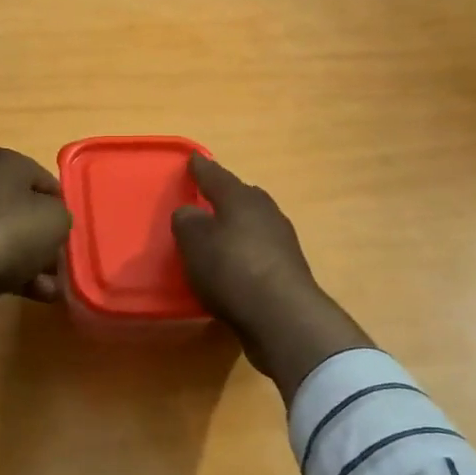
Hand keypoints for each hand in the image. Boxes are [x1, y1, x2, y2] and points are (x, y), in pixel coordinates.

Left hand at [0, 148, 71, 347]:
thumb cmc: (10, 232)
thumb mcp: (57, 219)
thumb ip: (61, 217)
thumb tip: (51, 224)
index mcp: (2, 162)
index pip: (43, 179)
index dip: (61, 206)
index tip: (71, 232)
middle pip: (22, 209)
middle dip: (44, 238)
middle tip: (61, 263)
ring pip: (5, 237)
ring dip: (31, 262)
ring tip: (51, 289)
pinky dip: (8, 273)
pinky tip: (31, 295)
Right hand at [171, 155, 368, 400]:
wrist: (282, 316)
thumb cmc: (232, 269)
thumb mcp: (195, 242)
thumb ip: (187, 221)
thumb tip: (190, 212)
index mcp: (240, 198)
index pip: (215, 176)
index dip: (201, 168)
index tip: (193, 159)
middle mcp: (265, 212)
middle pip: (241, 197)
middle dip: (224, 196)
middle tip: (207, 197)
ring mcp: (282, 241)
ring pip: (254, 223)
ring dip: (237, 226)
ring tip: (219, 235)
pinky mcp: (288, 270)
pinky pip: (260, 251)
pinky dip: (246, 253)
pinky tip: (235, 266)